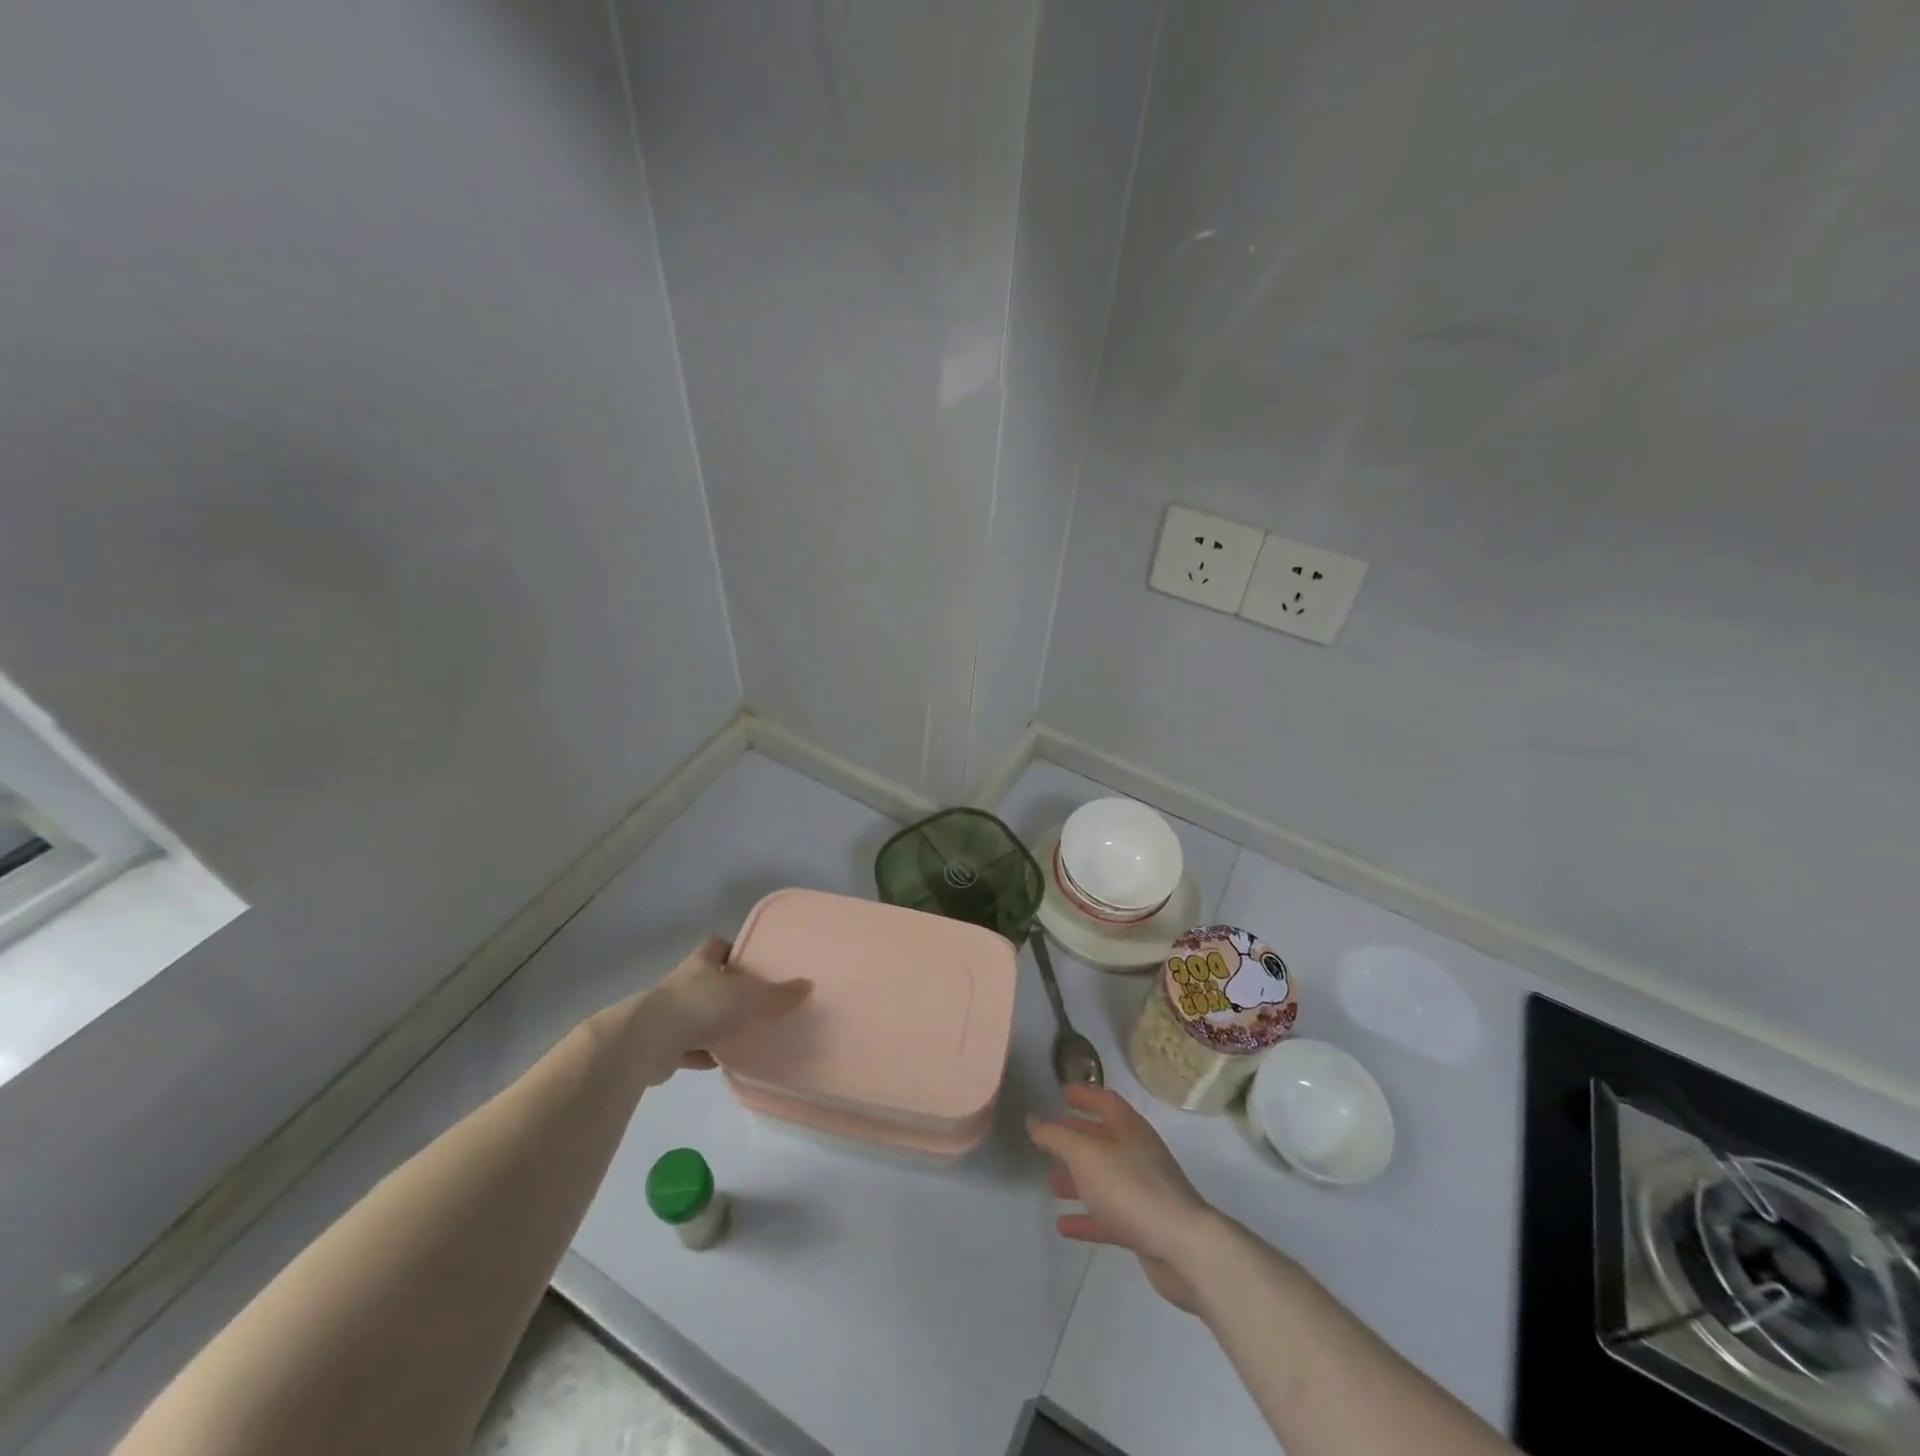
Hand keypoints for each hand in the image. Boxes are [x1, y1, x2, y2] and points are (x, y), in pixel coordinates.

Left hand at [640, 935, 810, 1071]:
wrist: (645, 1042)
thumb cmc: (699, 1006)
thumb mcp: (747, 997)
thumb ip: (778, 994)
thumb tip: (808, 985)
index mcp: (700, 964)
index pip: (715, 946)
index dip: (731, 950)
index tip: (749, 960)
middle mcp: (682, 984)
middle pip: (707, 981)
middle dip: (727, 990)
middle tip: (755, 1001)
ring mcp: (668, 1015)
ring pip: (697, 1015)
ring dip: (714, 1024)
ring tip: (743, 1034)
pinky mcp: (661, 1046)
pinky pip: (688, 1047)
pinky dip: (703, 1054)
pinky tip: (721, 1063)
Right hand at [1028, 1085, 1216, 1312]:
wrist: (1183, 1248)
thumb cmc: (1131, 1188)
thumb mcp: (1086, 1155)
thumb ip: (1056, 1136)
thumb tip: (1033, 1119)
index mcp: (1130, 1129)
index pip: (1105, 1101)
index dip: (1084, 1095)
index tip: (1062, 1093)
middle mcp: (1138, 1154)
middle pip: (1104, 1140)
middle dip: (1077, 1139)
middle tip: (1050, 1140)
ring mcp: (1143, 1191)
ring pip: (1104, 1179)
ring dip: (1078, 1179)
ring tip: (1050, 1183)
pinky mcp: (1143, 1226)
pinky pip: (1108, 1216)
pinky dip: (1086, 1217)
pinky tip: (1063, 1225)